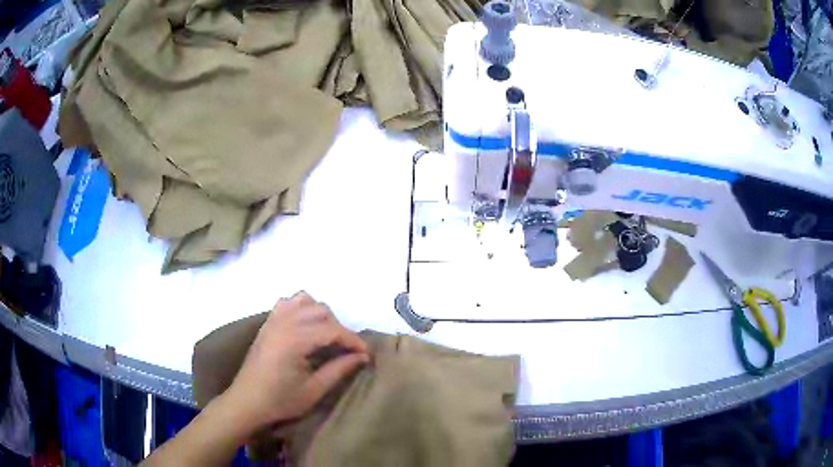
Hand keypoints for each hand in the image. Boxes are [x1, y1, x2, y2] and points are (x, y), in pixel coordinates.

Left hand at [221, 292, 369, 434]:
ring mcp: (273, 320)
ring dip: (321, 315)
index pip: (332, 330)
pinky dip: (301, 308)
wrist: (247, 401)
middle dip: (339, 328)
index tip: (367, 355)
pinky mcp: (267, 323)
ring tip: (327, 336)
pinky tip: (305, 327)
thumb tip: (362, 357)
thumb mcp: (314, 390)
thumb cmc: (280, 400)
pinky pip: (287, 303)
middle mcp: (284, 322)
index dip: (354, 341)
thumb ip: (339, 369)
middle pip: (321, 311)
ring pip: (305, 300)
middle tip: (347, 351)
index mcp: (294, 339)